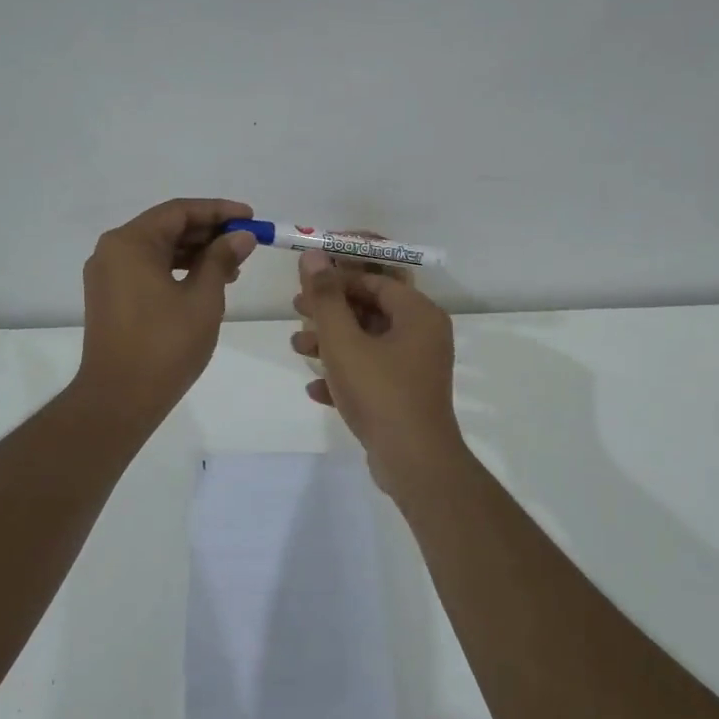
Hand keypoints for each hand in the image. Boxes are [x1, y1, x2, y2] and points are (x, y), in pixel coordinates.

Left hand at [75, 198, 256, 423]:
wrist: (119, 399)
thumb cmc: (165, 345)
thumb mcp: (203, 298)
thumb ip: (221, 259)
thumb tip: (241, 236)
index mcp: (130, 243)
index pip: (179, 211)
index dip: (219, 211)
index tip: (250, 217)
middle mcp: (113, 251)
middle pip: (167, 227)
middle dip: (208, 232)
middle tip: (246, 242)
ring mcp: (108, 275)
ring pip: (158, 250)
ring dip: (195, 253)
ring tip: (234, 267)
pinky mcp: (110, 297)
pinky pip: (148, 270)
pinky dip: (177, 271)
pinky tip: (206, 282)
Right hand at [290, 249, 463, 492]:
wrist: (413, 463)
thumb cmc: (380, 392)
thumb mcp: (344, 342)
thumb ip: (326, 298)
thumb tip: (313, 255)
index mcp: (418, 314)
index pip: (377, 279)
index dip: (339, 275)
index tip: (306, 278)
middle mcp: (423, 335)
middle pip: (371, 309)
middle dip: (331, 310)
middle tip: (295, 309)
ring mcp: (416, 368)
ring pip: (368, 342)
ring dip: (331, 343)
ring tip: (296, 348)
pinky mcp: (406, 396)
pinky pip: (372, 374)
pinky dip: (345, 375)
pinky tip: (315, 390)